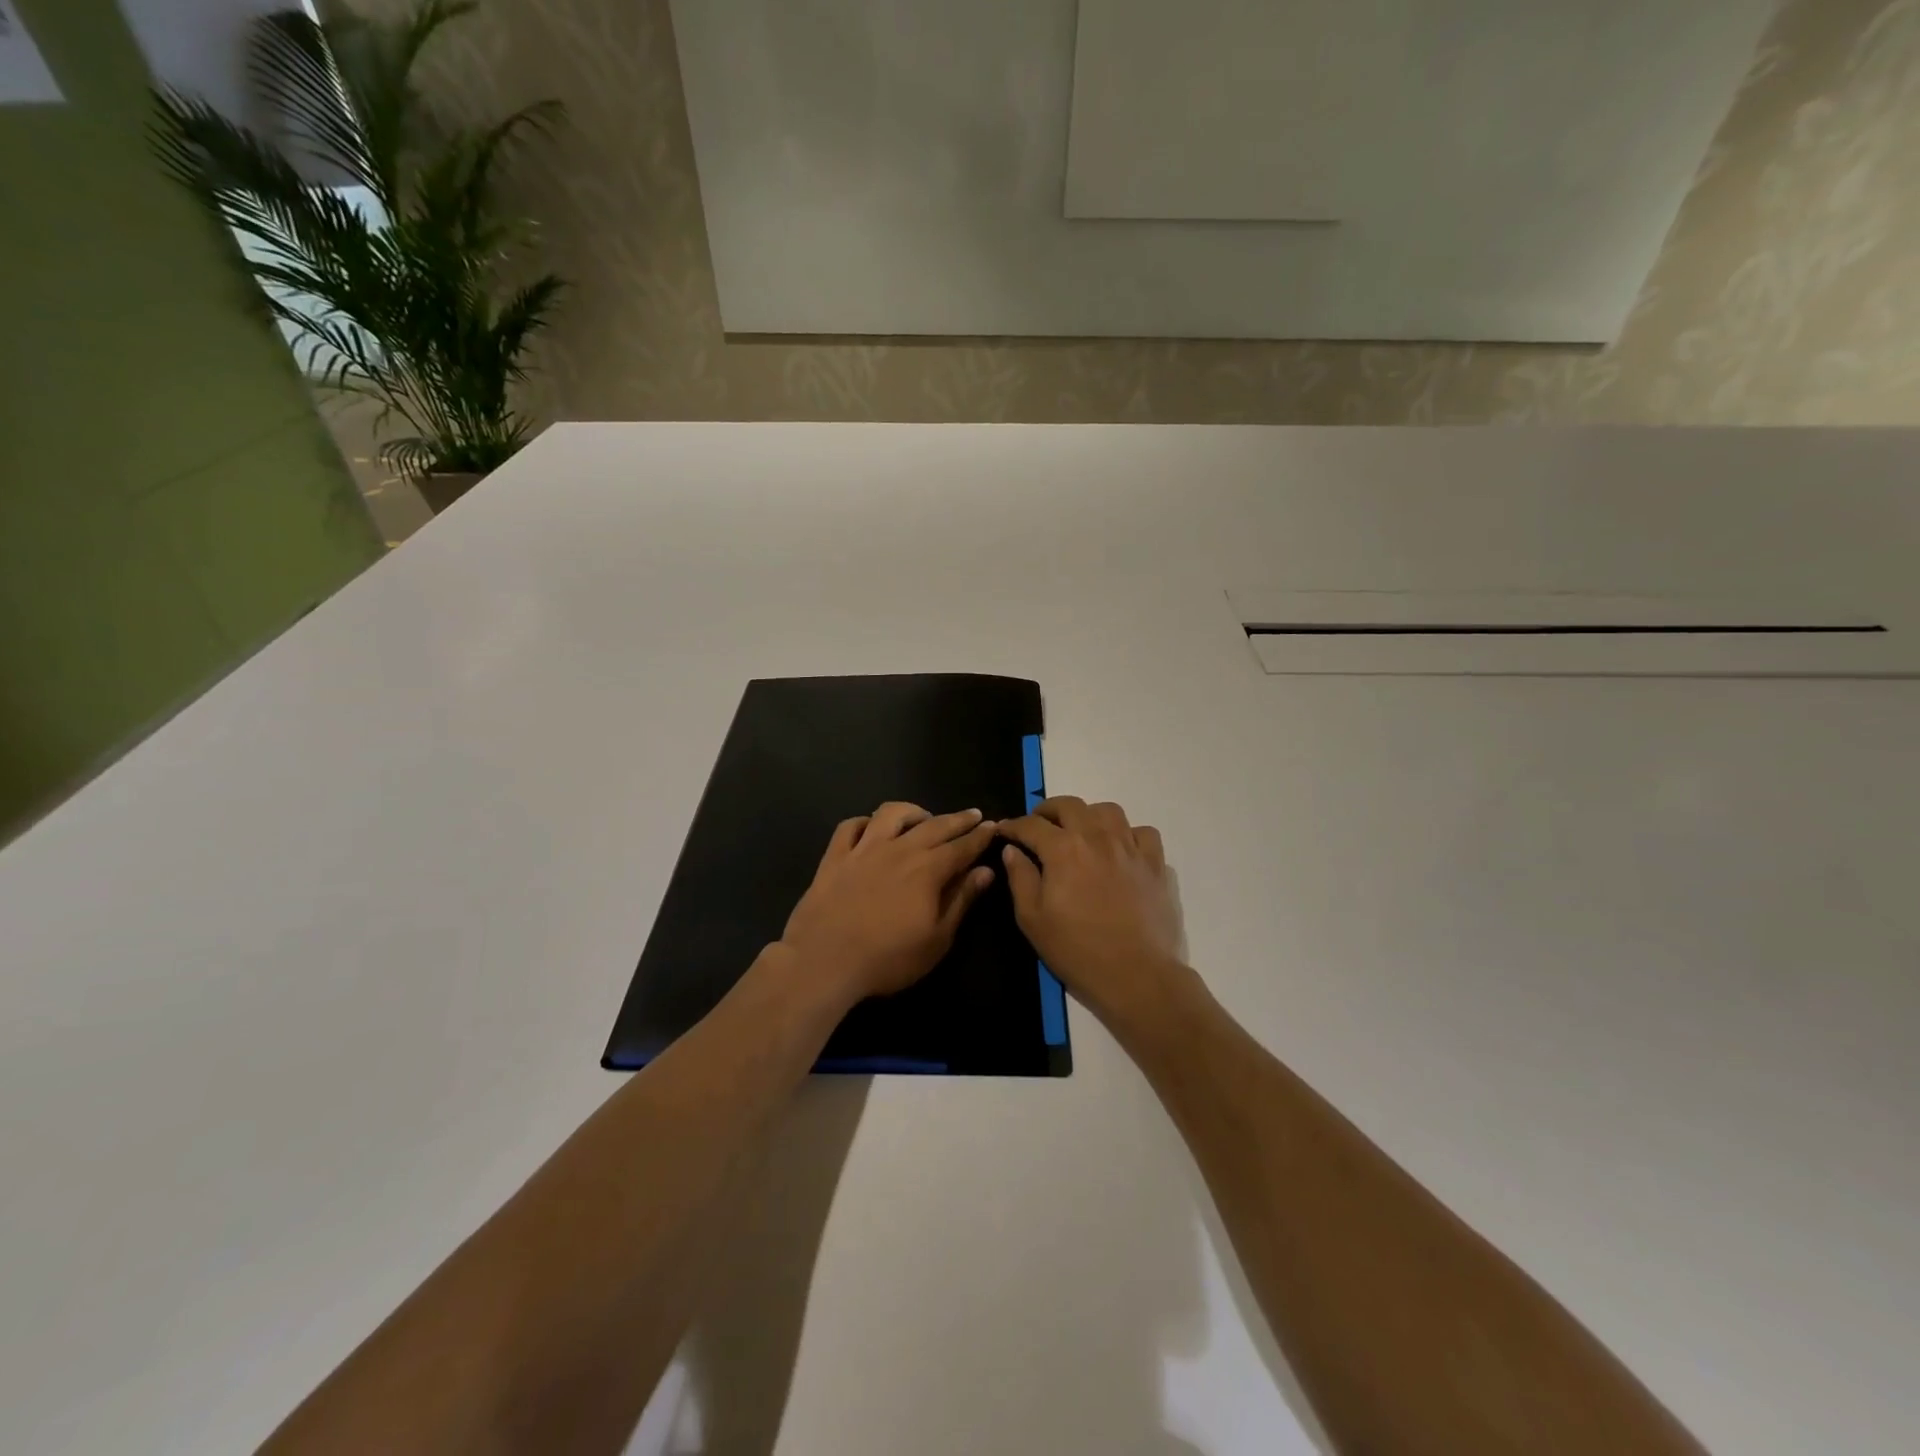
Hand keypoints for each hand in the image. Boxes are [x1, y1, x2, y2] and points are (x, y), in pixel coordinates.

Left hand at [780, 802, 999, 1003]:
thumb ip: (961, 900)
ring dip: (912, 811)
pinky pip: (851, 826)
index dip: (980, 836)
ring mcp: (864, 849)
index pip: (962, 846)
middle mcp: (899, 849)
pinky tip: (872, 829)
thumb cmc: (888, 958)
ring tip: (923, 817)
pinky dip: (865, 822)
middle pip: (934, 825)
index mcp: (928, 870)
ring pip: (891, 814)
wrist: (824, 961)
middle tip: (973, 814)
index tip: (993, 826)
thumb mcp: (937, 939)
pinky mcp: (835, 856)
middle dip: (958, 819)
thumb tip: (985, 871)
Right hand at [997, 797, 1191, 1028]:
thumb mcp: (1033, 919)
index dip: (1014, 826)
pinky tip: (1120, 849)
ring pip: (1108, 811)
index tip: (1005, 831)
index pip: (1032, 825)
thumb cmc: (1077, 950)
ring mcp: (1130, 848)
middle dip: (1047, 810)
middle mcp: (1097, 837)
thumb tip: (1012, 850)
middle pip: (1069, 805)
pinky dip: (1128, 834)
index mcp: (1063, 849)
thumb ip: (1020, 878)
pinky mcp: (1155, 864)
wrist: (1137, 975)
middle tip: (1038, 825)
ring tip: (1080, 831)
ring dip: (1088, 814)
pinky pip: (1143, 833)